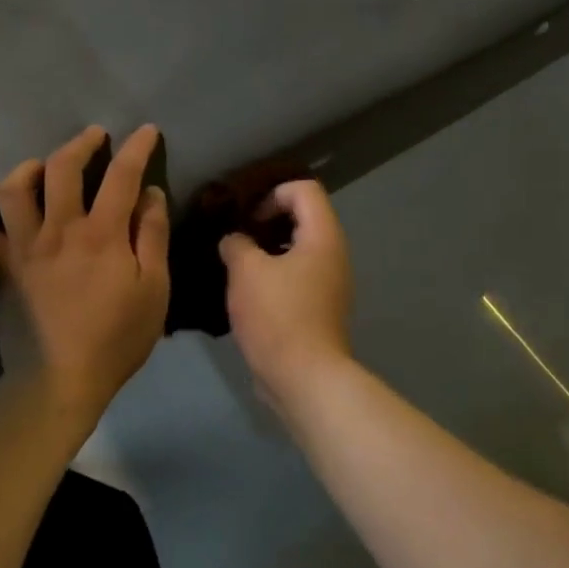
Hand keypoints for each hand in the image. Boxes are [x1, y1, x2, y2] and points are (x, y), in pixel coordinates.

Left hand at [0, 125, 170, 423]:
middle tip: (95, 137)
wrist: (59, 380)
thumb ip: (152, 236)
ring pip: (15, 187)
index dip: (137, 147)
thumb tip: (150, 194)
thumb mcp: (154, 289)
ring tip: (45, 166)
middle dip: (81, 144)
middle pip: (63, 168)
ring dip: (32, 166)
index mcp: (102, 234)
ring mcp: (22, 246)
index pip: (121, 175)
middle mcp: (58, 228)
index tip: (146, 131)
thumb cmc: (116, 338)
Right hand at [218, 180, 354, 410]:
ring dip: (268, 250)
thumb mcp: (246, 272)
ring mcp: (330, 283)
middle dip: (267, 221)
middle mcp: (334, 254)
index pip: (304, 189)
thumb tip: (234, 240)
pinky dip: (275, 274)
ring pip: (299, 249)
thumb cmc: (278, 316)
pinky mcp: (320, 308)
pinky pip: (298, 276)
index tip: (247, 217)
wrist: (305, 378)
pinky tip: (248, 292)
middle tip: (236, 237)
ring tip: (237, 264)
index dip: (272, 193)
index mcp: (323, 236)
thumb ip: (236, 244)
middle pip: (304, 217)